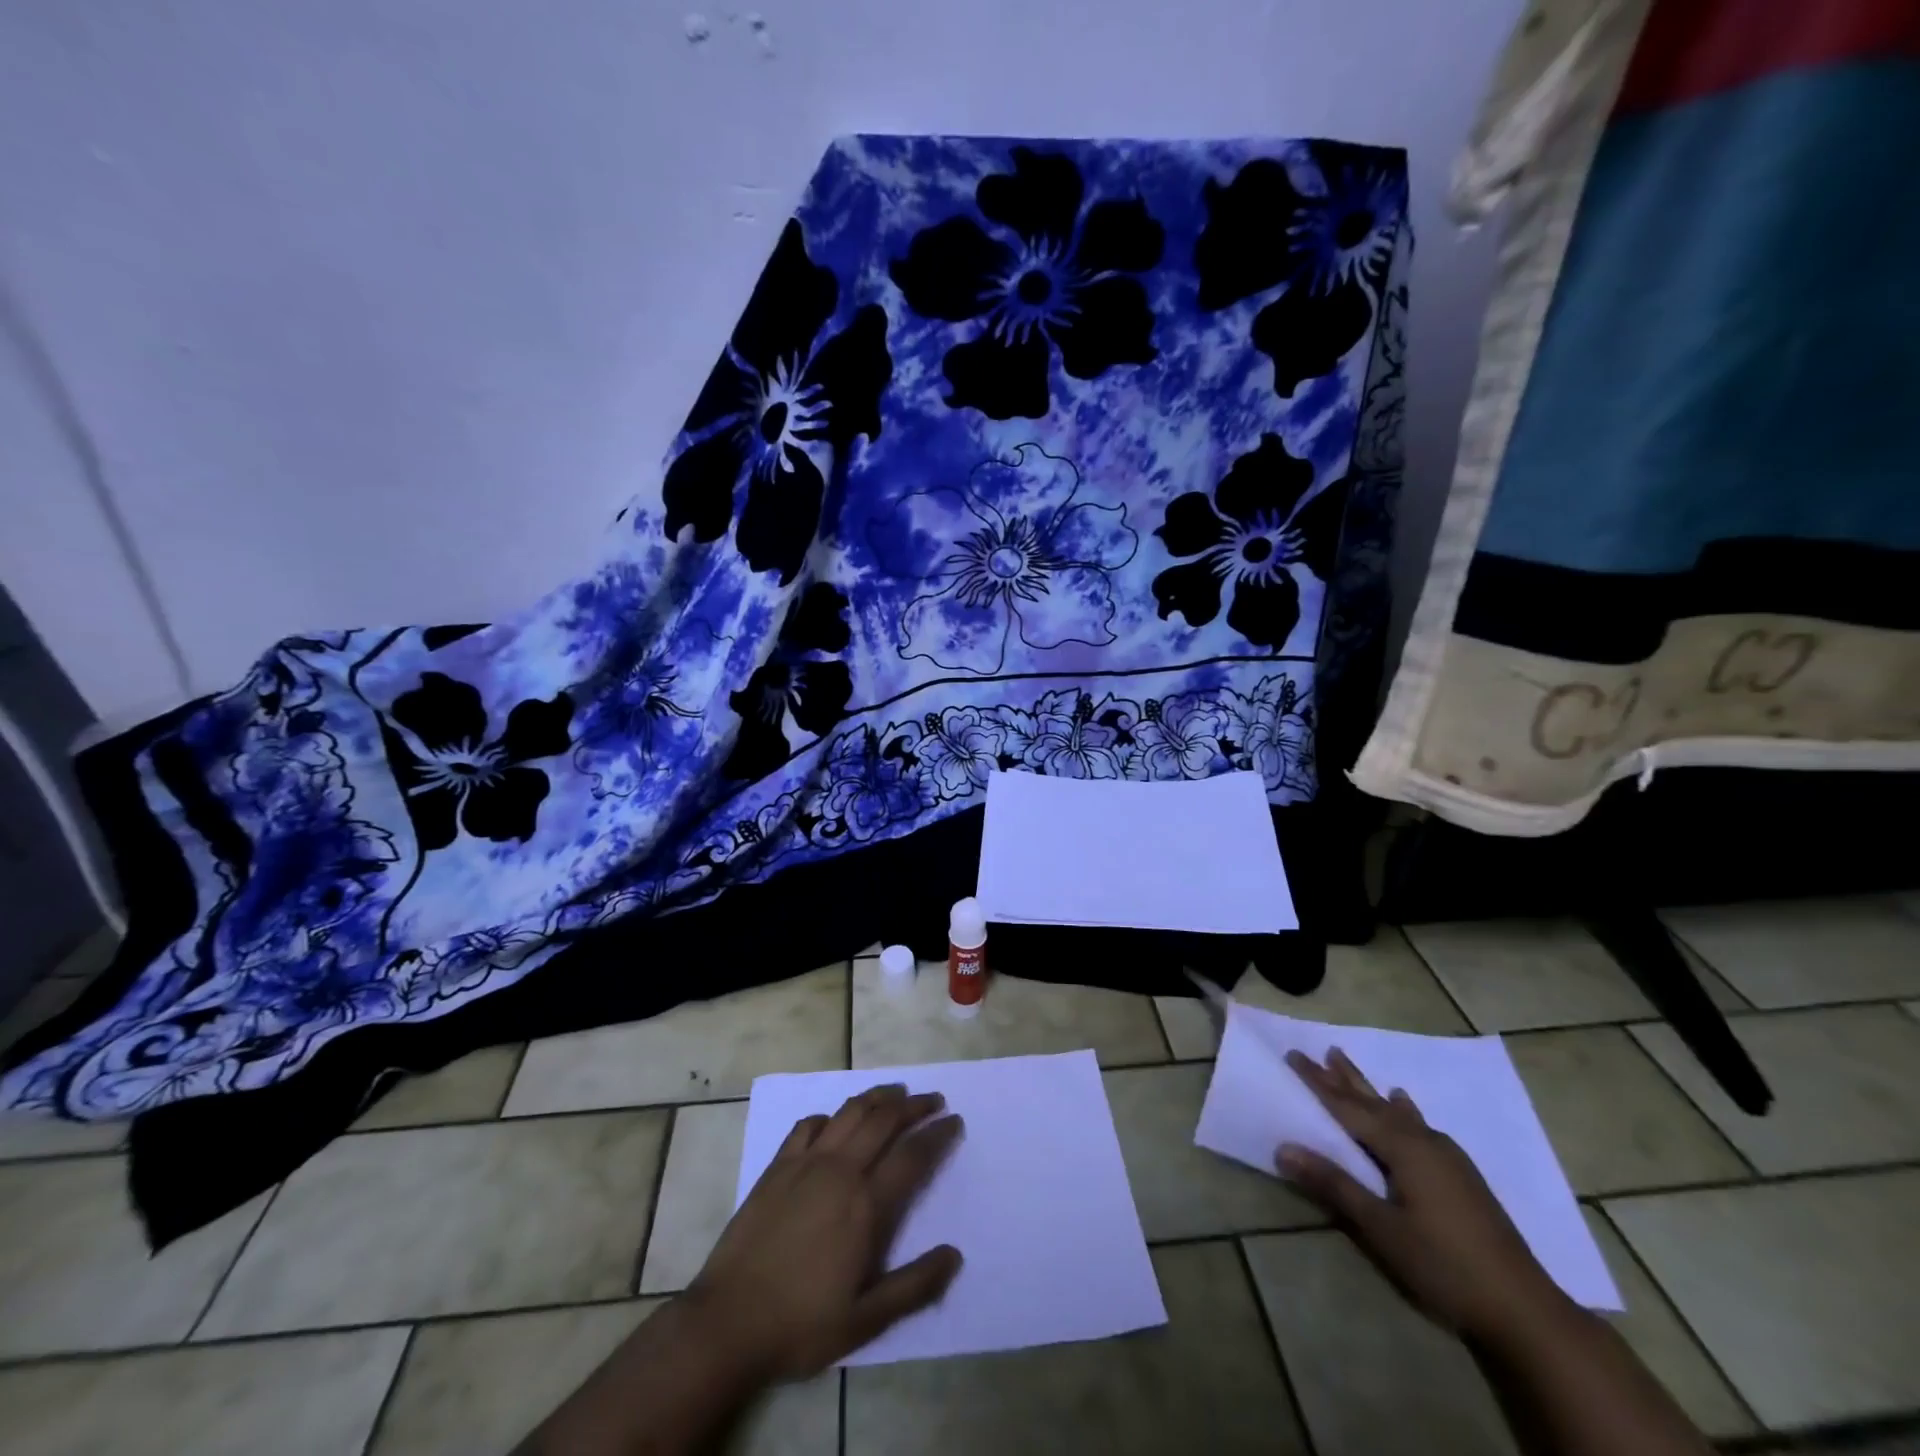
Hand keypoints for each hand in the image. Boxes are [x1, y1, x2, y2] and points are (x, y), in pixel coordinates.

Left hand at [686, 1084, 964, 1379]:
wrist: (727, 1322)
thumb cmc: (801, 1324)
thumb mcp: (865, 1320)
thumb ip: (914, 1286)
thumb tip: (954, 1254)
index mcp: (866, 1205)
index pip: (912, 1156)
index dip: (938, 1135)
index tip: (954, 1121)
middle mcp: (840, 1171)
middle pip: (884, 1120)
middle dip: (913, 1105)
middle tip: (933, 1099)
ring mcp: (806, 1163)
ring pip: (849, 1112)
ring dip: (877, 1097)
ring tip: (895, 1093)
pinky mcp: (778, 1166)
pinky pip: (808, 1125)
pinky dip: (829, 1115)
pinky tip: (835, 1121)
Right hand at [1277, 1048, 1563, 1341]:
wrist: (1526, 1311)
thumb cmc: (1444, 1265)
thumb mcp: (1381, 1228)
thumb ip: (1333, 1184)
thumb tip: (1283, 1148)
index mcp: (1403, 1147)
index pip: (1348, 1106)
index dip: (1318, 1082)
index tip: (1293, 1054)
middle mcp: (1425, 1141)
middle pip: (1374, 1102)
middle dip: (1344, 1078)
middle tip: (1322, 1050)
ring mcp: (1448, 1158)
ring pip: (1398, 1112)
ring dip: (1371, 1090)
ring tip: (1351, 1067)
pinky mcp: (1462, 1176)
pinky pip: (1420, 1126)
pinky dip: (1404, 1111)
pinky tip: (1407, 1107)